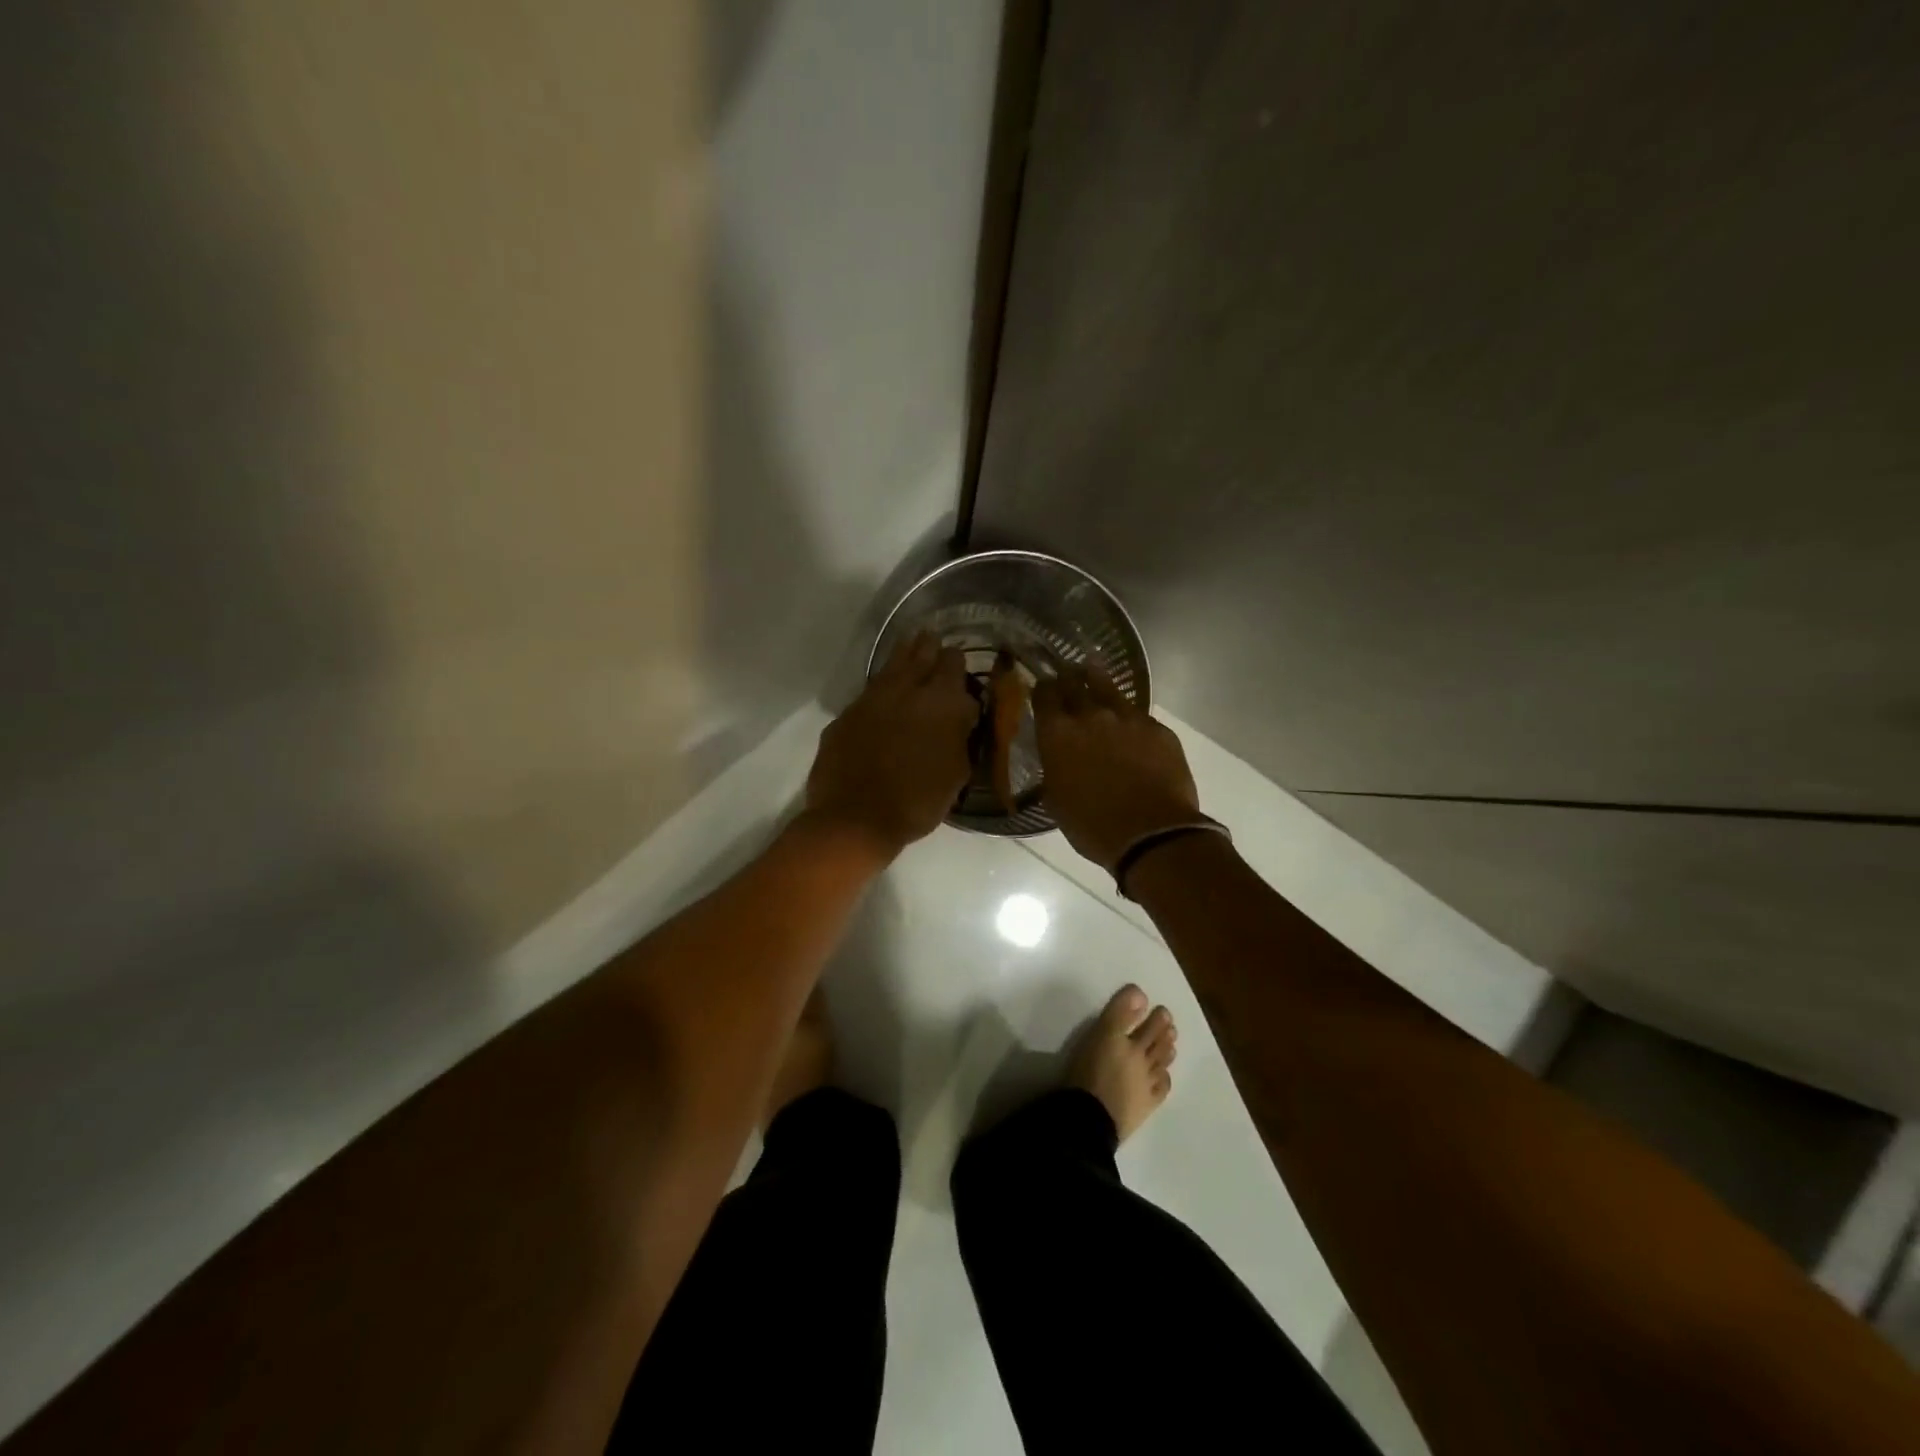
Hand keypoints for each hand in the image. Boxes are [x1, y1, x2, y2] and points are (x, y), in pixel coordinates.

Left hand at [805, 633, 977, 858]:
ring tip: (911, 644)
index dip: (957, 662)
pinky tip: (885, 688)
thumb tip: (960, 716)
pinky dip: (882, 684)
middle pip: (920, 654)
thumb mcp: (956, 773)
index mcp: (941, 703)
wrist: (856, 818)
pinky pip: (869, 690)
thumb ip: (960, 737)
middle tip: (933, 641)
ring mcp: (872, 699)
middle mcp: (906, 690)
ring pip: (891, 665)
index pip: (953, 664)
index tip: (959, 662)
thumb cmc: (917, 802)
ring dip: (904, 655)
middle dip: (930, 648)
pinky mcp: (847, 714)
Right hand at [1035, 666, 1203, 871]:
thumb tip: (1058, 757)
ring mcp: (1128, 718)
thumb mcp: (1056, 800)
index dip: (1042, 689)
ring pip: (1108, 687)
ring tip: (1093, 671)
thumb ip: (1054, 768)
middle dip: (1067, 677)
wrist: (1152, 834)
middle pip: (1074, 683)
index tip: (1042, 688)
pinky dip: (1128, 716)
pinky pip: (1138, 716)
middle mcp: (1090, 715)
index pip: (1043, 695)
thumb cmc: (1092, 826)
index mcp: (1057, 734)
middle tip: (1066, 673)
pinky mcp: (1158, 729)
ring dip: (1097, 679)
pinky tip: (1129, 723)